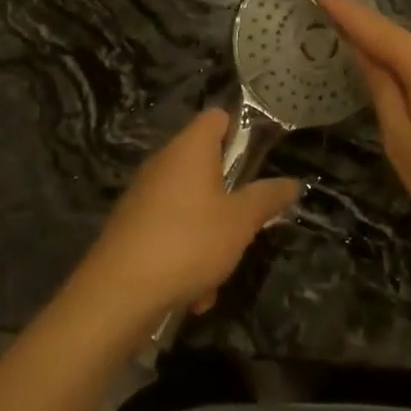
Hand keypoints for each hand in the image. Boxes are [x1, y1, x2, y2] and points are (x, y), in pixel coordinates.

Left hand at [70, 108, 300, 330]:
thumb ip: (267, 198)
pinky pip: (170, 233)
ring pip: (191, 208)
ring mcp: (143, 196)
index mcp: (189, 149)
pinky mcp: (131, 227)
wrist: (118, 292)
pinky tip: (192, 293)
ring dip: (210, 240)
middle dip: (230, 200)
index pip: (217, 117)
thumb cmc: (188, 242)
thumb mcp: (241, 221)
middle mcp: (163, 164)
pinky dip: (185, 258)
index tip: (258, 162)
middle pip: (206, 167)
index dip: (240, 131)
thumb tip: (292, 182)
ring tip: (216, 276)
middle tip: (245, 226)